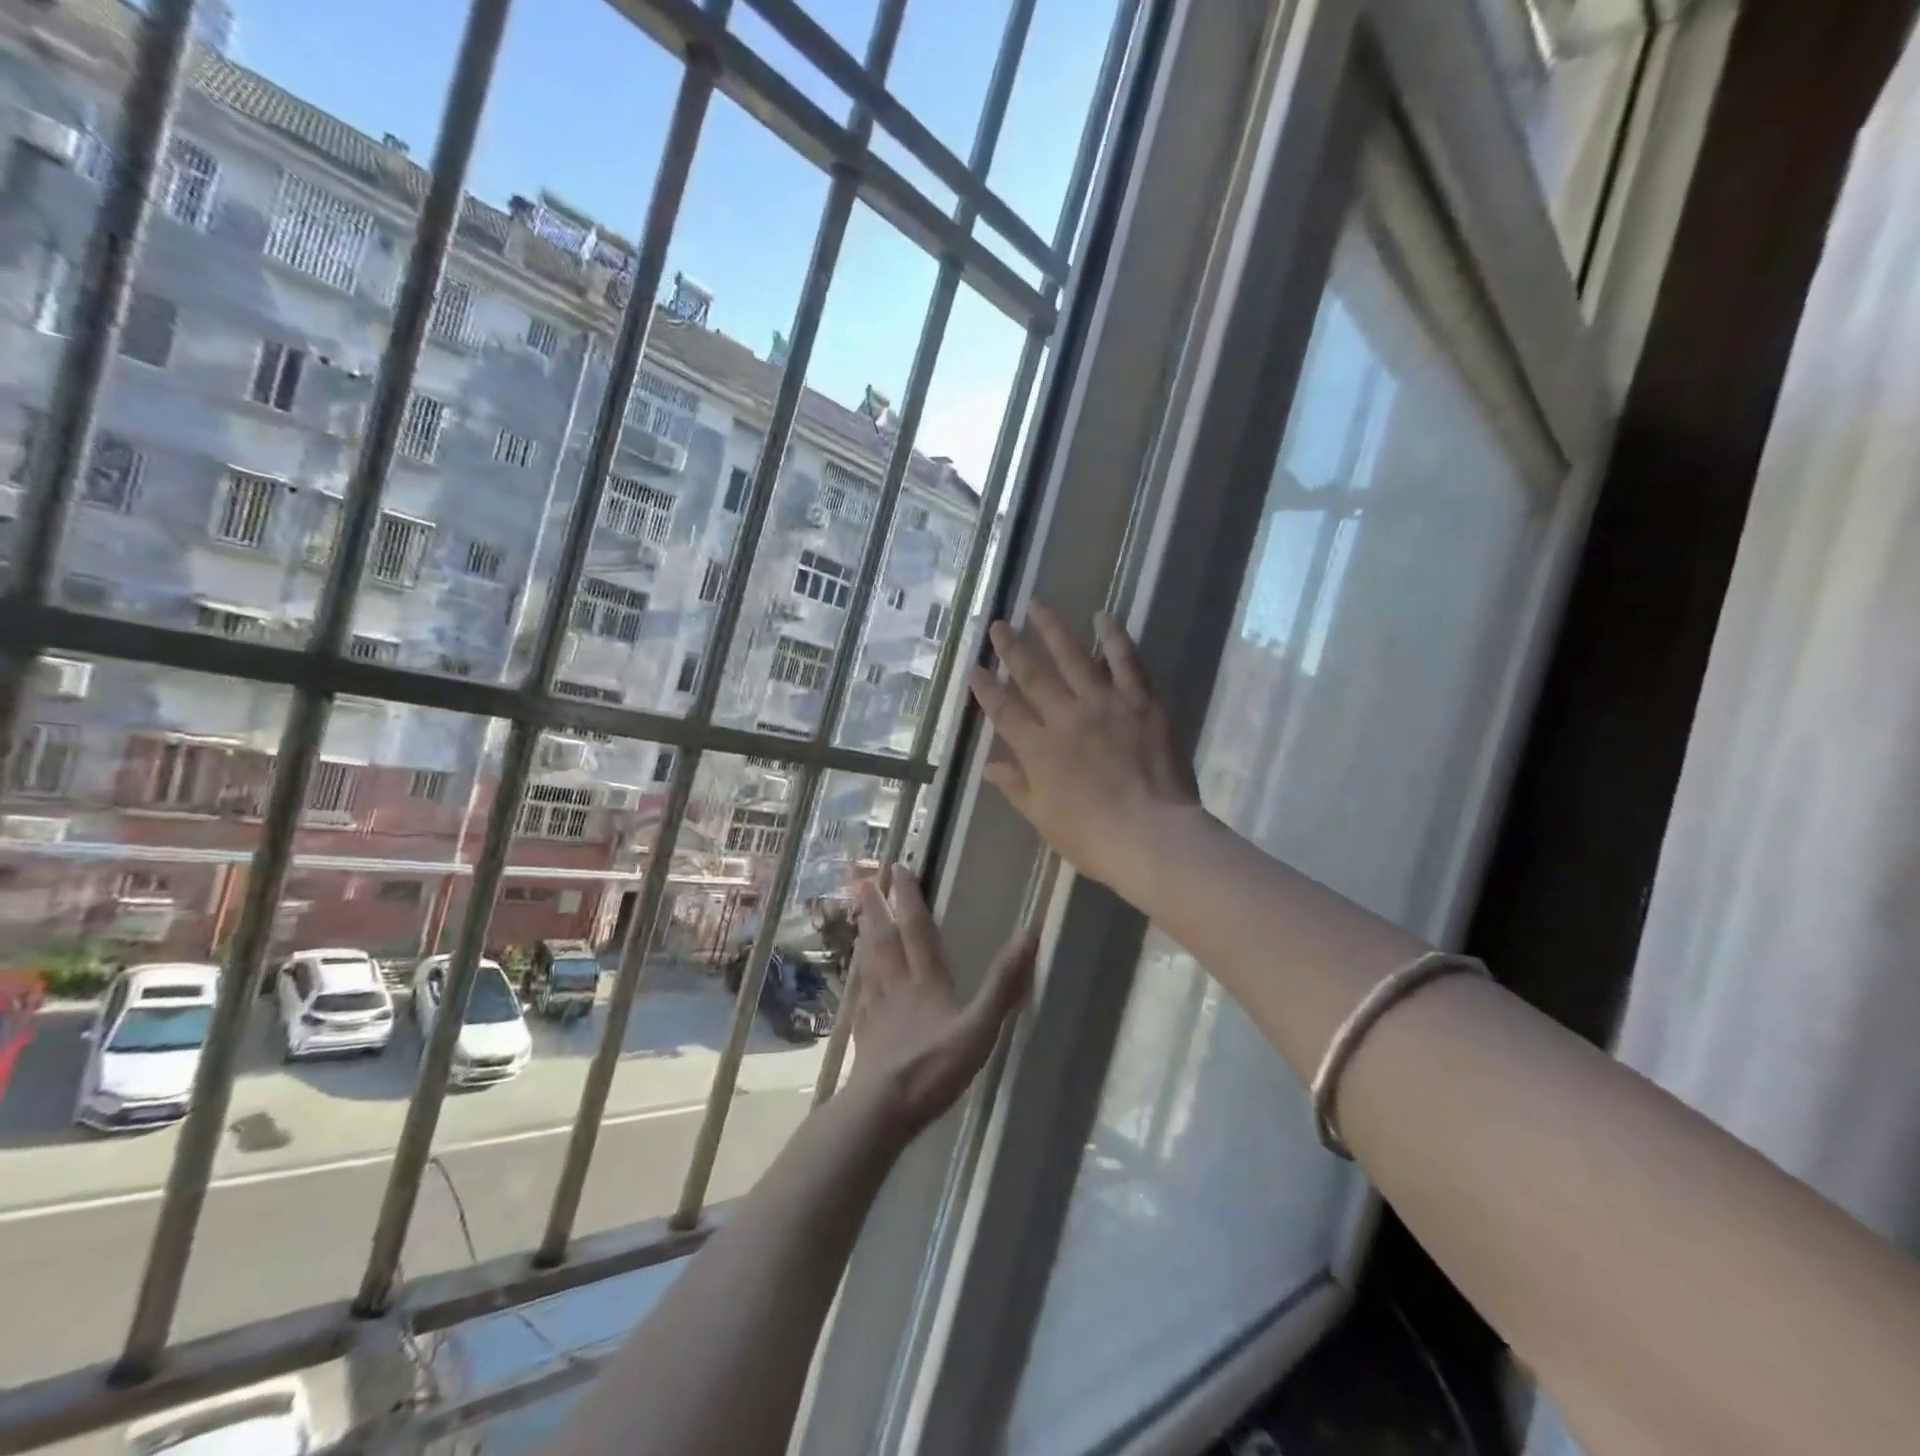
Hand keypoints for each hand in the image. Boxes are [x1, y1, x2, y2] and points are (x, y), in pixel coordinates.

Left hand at [842, 867, 1034, 1137]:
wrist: (881, 1109)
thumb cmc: (933, 1068)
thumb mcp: (978, 1028)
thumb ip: (1003, 986)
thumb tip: (1029, 936)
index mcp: (924, 980)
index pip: (915, 928)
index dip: (909, 897)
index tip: (898, 867)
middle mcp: (896, 986)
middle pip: (883, 938)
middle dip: (876, 907)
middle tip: (863, 879)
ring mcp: (876, 1010)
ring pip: (868, 963)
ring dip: (864, 935)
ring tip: (858, 917)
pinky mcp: (865, 1034)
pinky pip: (860, 996)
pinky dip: (859, 980)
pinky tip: (857, 982)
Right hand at [968, 601, 1199, 895]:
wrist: (1152, 836)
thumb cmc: (1093, 837)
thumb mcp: (1044, 818)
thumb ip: (1016, 787)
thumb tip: (988, 766)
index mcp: (1038, 749)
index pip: (1004, 711)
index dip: (986, 689)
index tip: (974, 668)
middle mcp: (1065, 717)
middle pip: (1033, 675)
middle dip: (1012, 648)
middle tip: (998, 624)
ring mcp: (1104, 704)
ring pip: (1074, 657)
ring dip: (1053, 630)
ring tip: (1037, 605)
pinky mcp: (1141, 701)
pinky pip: (1126, 662)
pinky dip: (1113, 637)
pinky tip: (1102, 617)